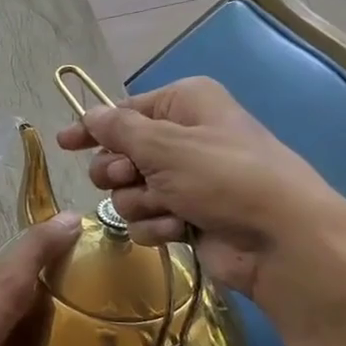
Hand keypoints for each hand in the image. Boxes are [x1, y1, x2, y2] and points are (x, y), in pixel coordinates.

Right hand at [54, 78, 345, 321]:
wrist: (281, 241)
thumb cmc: (224, 177)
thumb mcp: (165, 145)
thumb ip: (118, 130)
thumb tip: (89, 115)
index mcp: (185, 104)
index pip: (124, 112)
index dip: (92, 128)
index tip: (64, 143)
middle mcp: (184, 137)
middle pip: (120, 154)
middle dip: (120, 171)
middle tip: (131, 177)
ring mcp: (186, 180)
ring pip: (129, 191)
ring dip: (141, 202)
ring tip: (169, 207)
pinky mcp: (187, 216)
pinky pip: (147, 218)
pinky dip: (157, 225)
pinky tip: (180, 229)